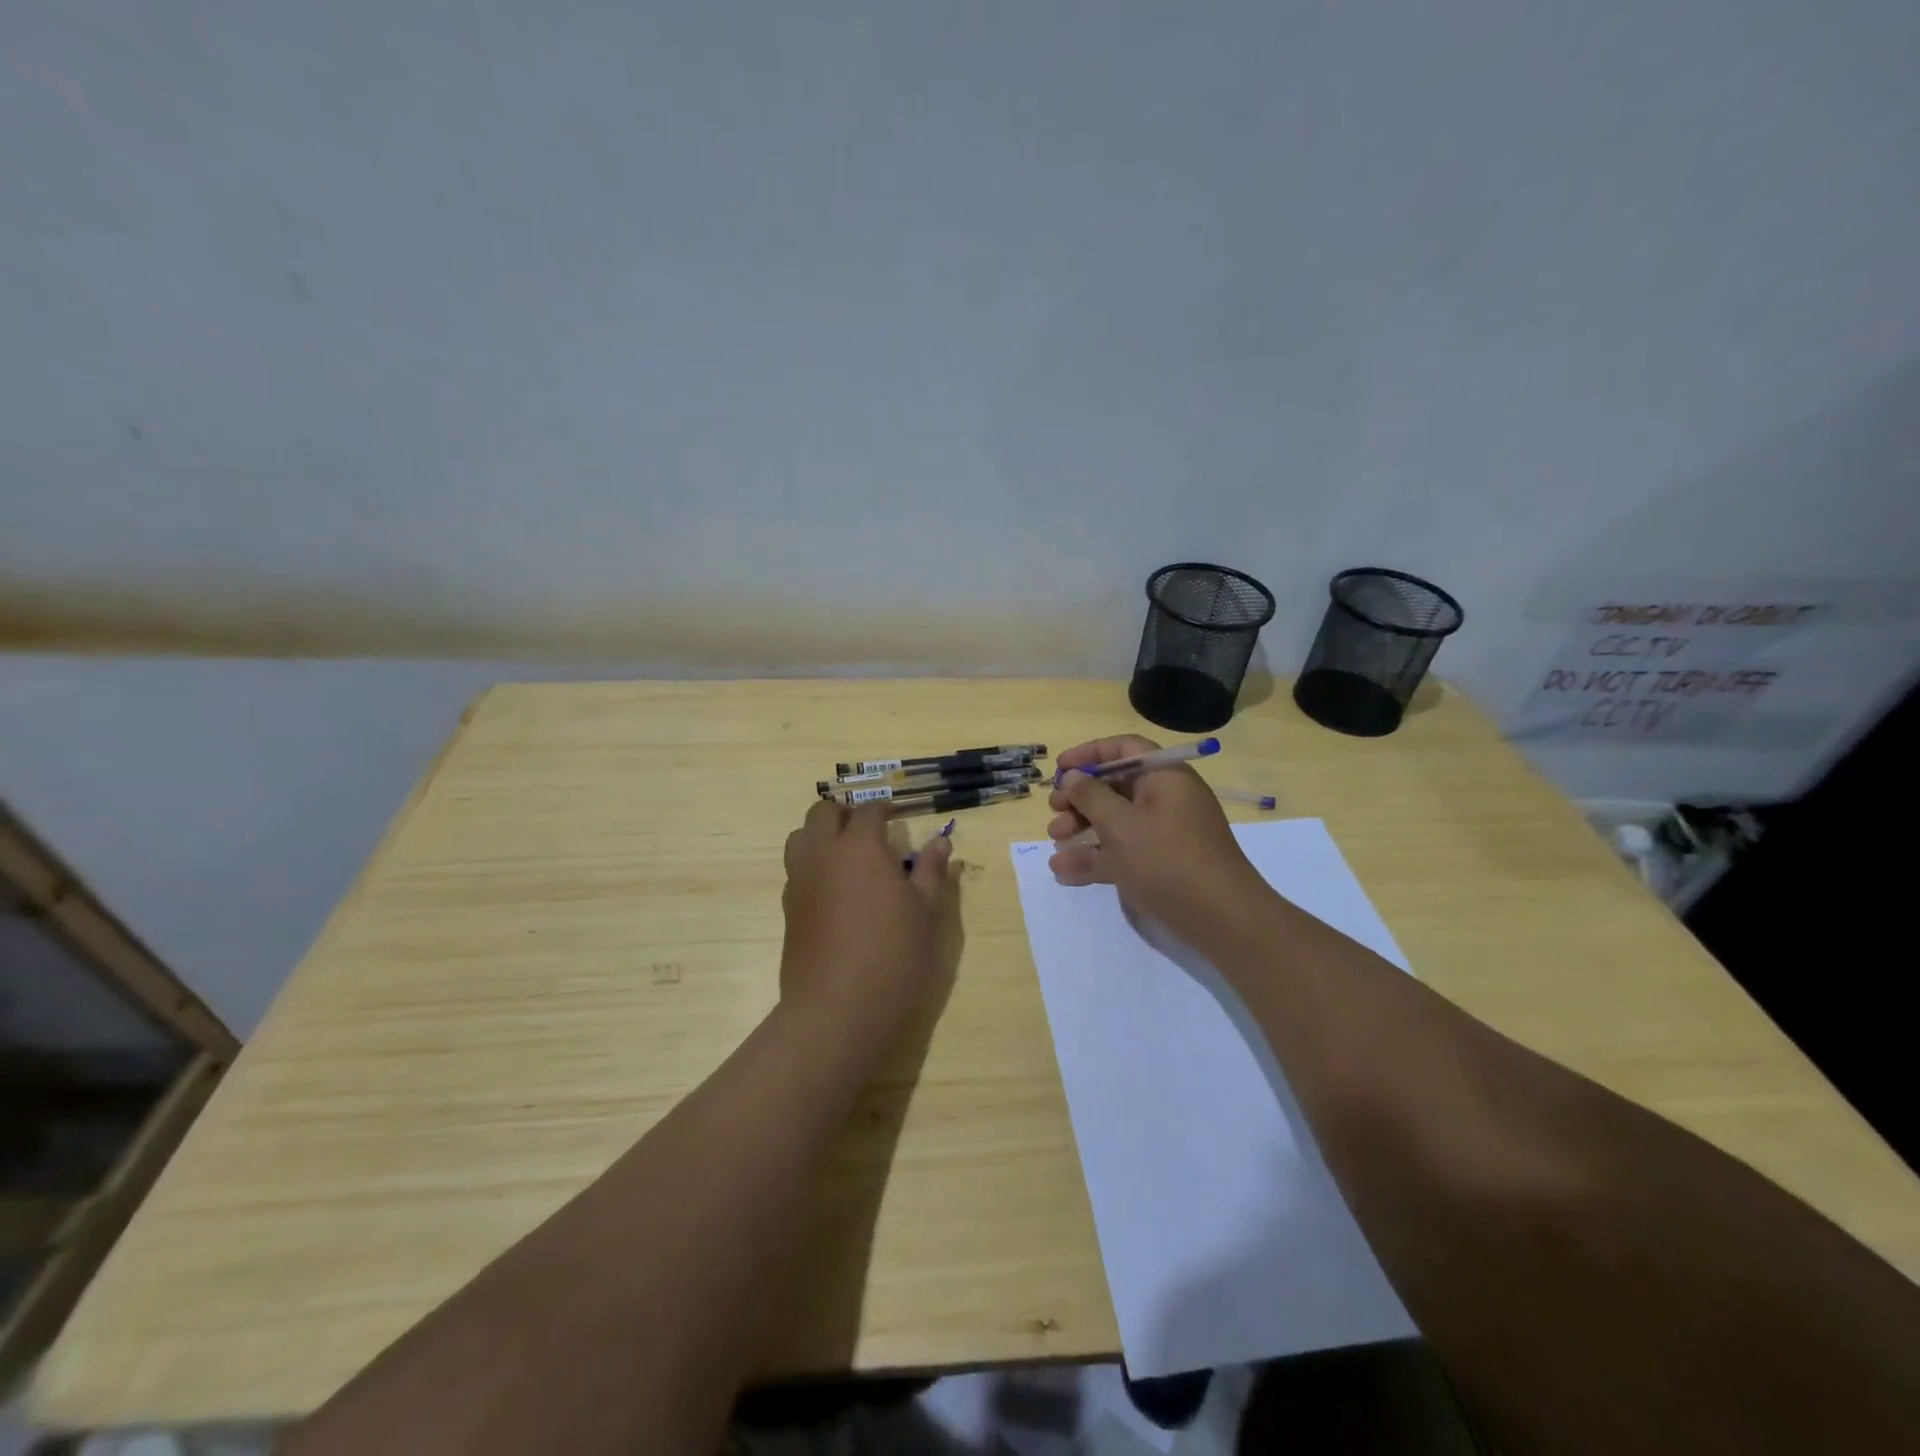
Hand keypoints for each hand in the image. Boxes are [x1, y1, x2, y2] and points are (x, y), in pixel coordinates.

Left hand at [781, 801, 954, 1048]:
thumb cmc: (893, 955)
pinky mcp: (788, 909)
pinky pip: (796, 869)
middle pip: (822, 812)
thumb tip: (940, 841)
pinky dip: (813, 865)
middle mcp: (822, 853)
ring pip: (800, 837)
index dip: (884, 809)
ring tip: (847, 857)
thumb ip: (931, 870)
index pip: (868, 811)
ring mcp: (799, 881)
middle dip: (845, 814)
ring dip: (821, 835)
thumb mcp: (926, 911)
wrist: (837, 1009)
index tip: (897, 816)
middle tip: (869, 832)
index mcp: (859, 846)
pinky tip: (835, 890)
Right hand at [1047, 735, 1268, 937]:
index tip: (1059, 769)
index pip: (1125, 749)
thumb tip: (1073, 777)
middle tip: (1054, 811)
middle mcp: (1166, 800)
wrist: (1221, 919)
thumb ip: (1090, 796)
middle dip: (1080, 799)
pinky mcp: (1162, 866)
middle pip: (1117, 787)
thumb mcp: (1120, 824)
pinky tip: (1064, 872)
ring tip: (1054, 843)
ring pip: (1116, 822)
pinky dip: (1096, 858)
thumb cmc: (1167, 859)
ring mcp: (1165, 835)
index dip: (1089, 754)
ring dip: (1083, 830)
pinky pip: (1123, 853)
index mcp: (1165, 777)